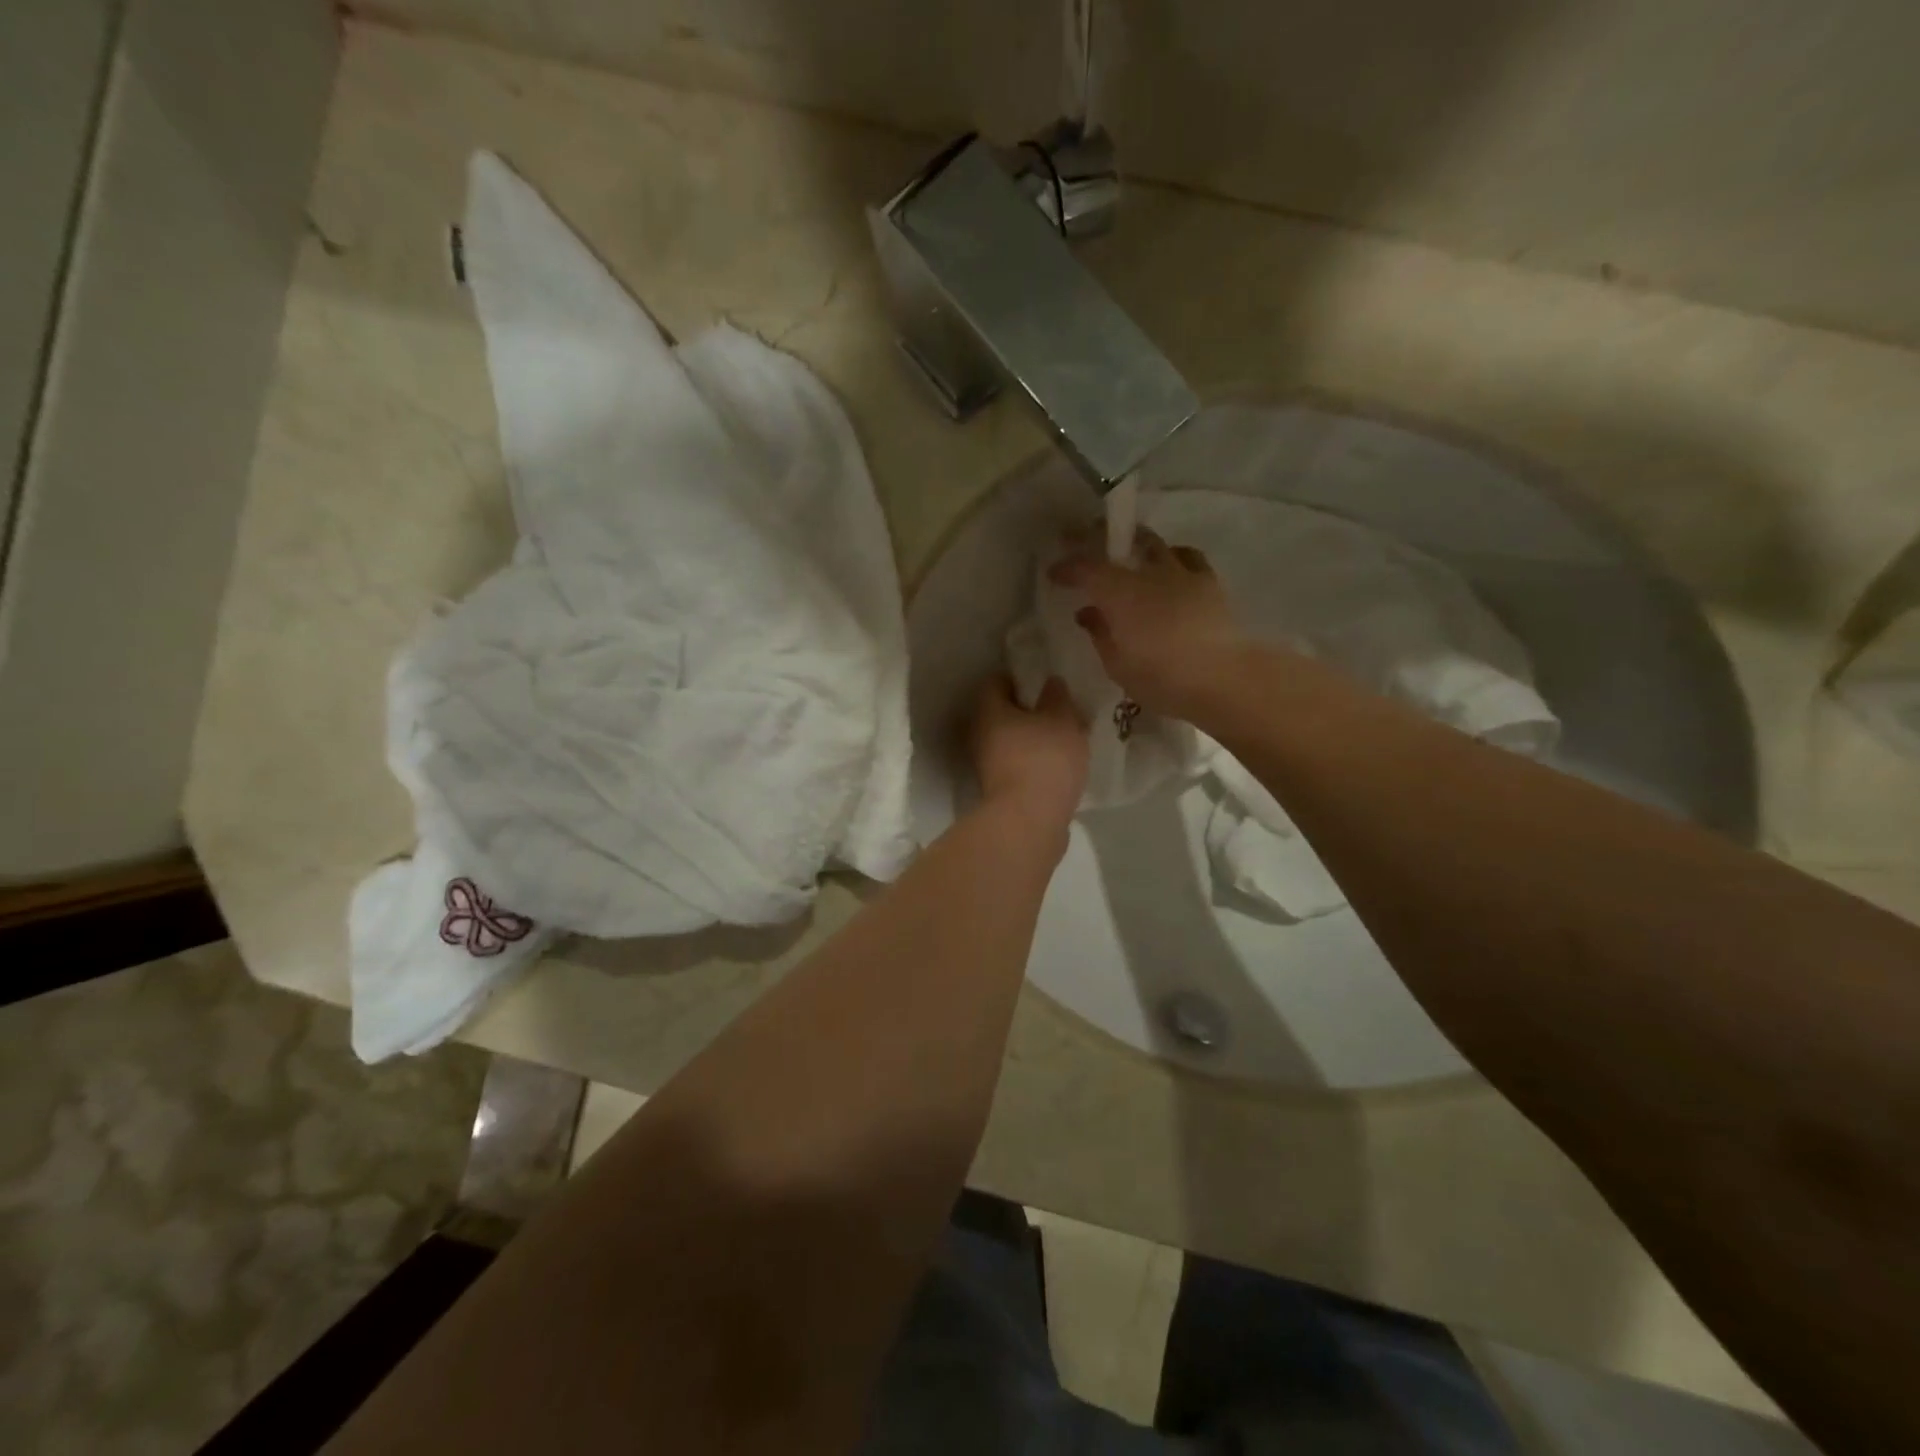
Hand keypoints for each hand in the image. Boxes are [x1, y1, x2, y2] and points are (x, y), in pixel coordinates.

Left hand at [970, 674, 1088, 835]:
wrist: (1029, 822)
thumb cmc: (1044, 759)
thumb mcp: (1062, 720)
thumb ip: (1058, 698)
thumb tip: (1051, 683)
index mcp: (988, 710)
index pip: (996, 682)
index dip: (1019, 678)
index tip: (1043, 681)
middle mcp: (979, 735)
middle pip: (1002, 713)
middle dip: (1028, 711)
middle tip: (1058, 710)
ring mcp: (986, 766)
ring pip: (1010, 741)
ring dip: (1031, 739)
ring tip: (1064, 738)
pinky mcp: (999, 790)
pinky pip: (1017, 765)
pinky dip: (1033, 762)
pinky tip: (1058, 765)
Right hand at [1048, 530, 1247, 717]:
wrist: (1223, 678)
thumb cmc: (1161, 677)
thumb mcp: (1117, 665)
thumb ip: (1099, 633)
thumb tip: (1087, 613)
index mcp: (1119, 593)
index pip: (1085, 567)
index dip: (1066, 567)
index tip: (1053, 573)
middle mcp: (1149, 572)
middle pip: (1120, 542)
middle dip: (1097, 538)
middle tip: (1083, 541)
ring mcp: (1182, 573)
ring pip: (1155, 544)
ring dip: (1137, 545)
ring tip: (1130, 555)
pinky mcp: (1209, 582)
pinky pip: (1187, 557)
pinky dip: (1173, 557)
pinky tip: (1171, 568)